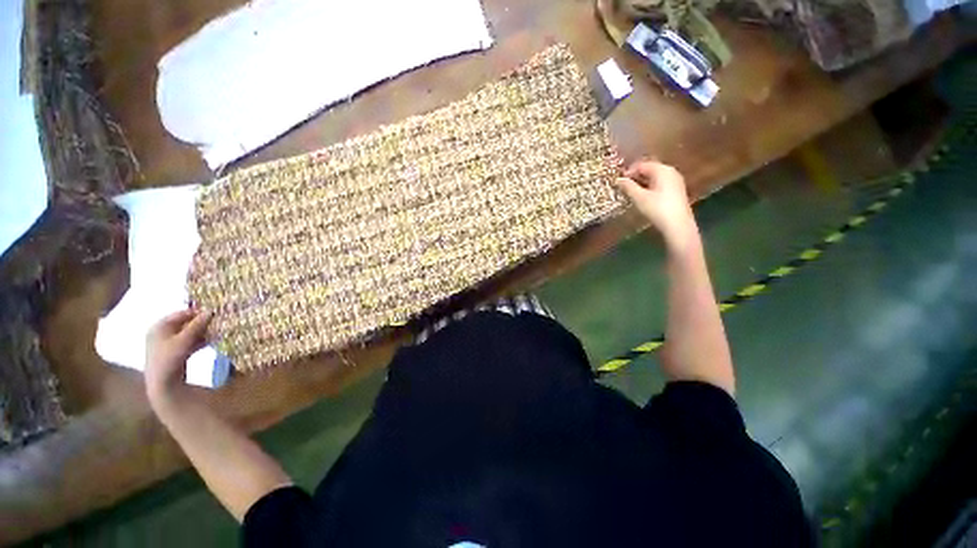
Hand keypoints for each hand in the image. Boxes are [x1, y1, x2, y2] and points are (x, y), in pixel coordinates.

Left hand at [145, 309, 212, 405]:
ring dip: (203, 332)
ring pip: (190, 333)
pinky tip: (212, 341)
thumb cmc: (169, 359)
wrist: (162, 384)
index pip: (182, 313)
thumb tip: (211, 311)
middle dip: (203, 323)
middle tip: (218, 323)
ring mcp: (168, 343)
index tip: (215, 314)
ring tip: (218, 332)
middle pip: (186, 323)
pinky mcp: (175, 352)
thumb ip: (197, 325)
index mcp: (160, 326)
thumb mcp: (184, 340)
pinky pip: (190, 342)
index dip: (198, 312)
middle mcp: (163, 332)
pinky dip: (200, 340)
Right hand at [615, 160, 697, 250]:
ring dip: (642, 183)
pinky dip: (649, 187)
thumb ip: (628, 187)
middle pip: (649, 169)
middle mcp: (670, 172)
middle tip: (623, 187)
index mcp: (662, 170)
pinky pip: (660, 184)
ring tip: (631, 192)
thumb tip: (618, 180)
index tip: (619, 182)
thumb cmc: (658, 209)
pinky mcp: (676, 191)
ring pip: (654, 177)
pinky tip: (643, 197)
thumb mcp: (639, 198)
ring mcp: (675, 181)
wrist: (678, 225)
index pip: (642, 165)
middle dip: (635, 177)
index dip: (629, 172)